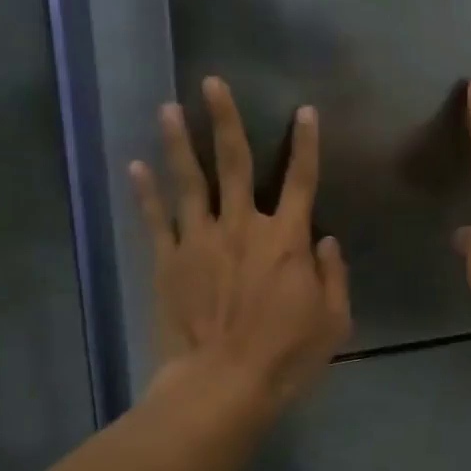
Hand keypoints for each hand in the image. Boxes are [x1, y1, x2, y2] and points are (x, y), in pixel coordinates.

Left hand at [129, 78, 351, 422]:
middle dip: (224, 120)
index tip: (304, 111)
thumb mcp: (334, 320)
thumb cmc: (286, 355)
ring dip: (178, 143)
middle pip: (234, 163)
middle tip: (211, 83)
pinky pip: (156, 220)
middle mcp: (243, 227)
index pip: (302, 180)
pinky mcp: (168, 262)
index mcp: (287, 239)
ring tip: (168, 109)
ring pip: (189, 182)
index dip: (306, 144)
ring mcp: (200, 241)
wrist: (222, 386)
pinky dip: (146, 193)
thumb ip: (334, 274)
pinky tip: (136, 166)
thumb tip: (327, 240)